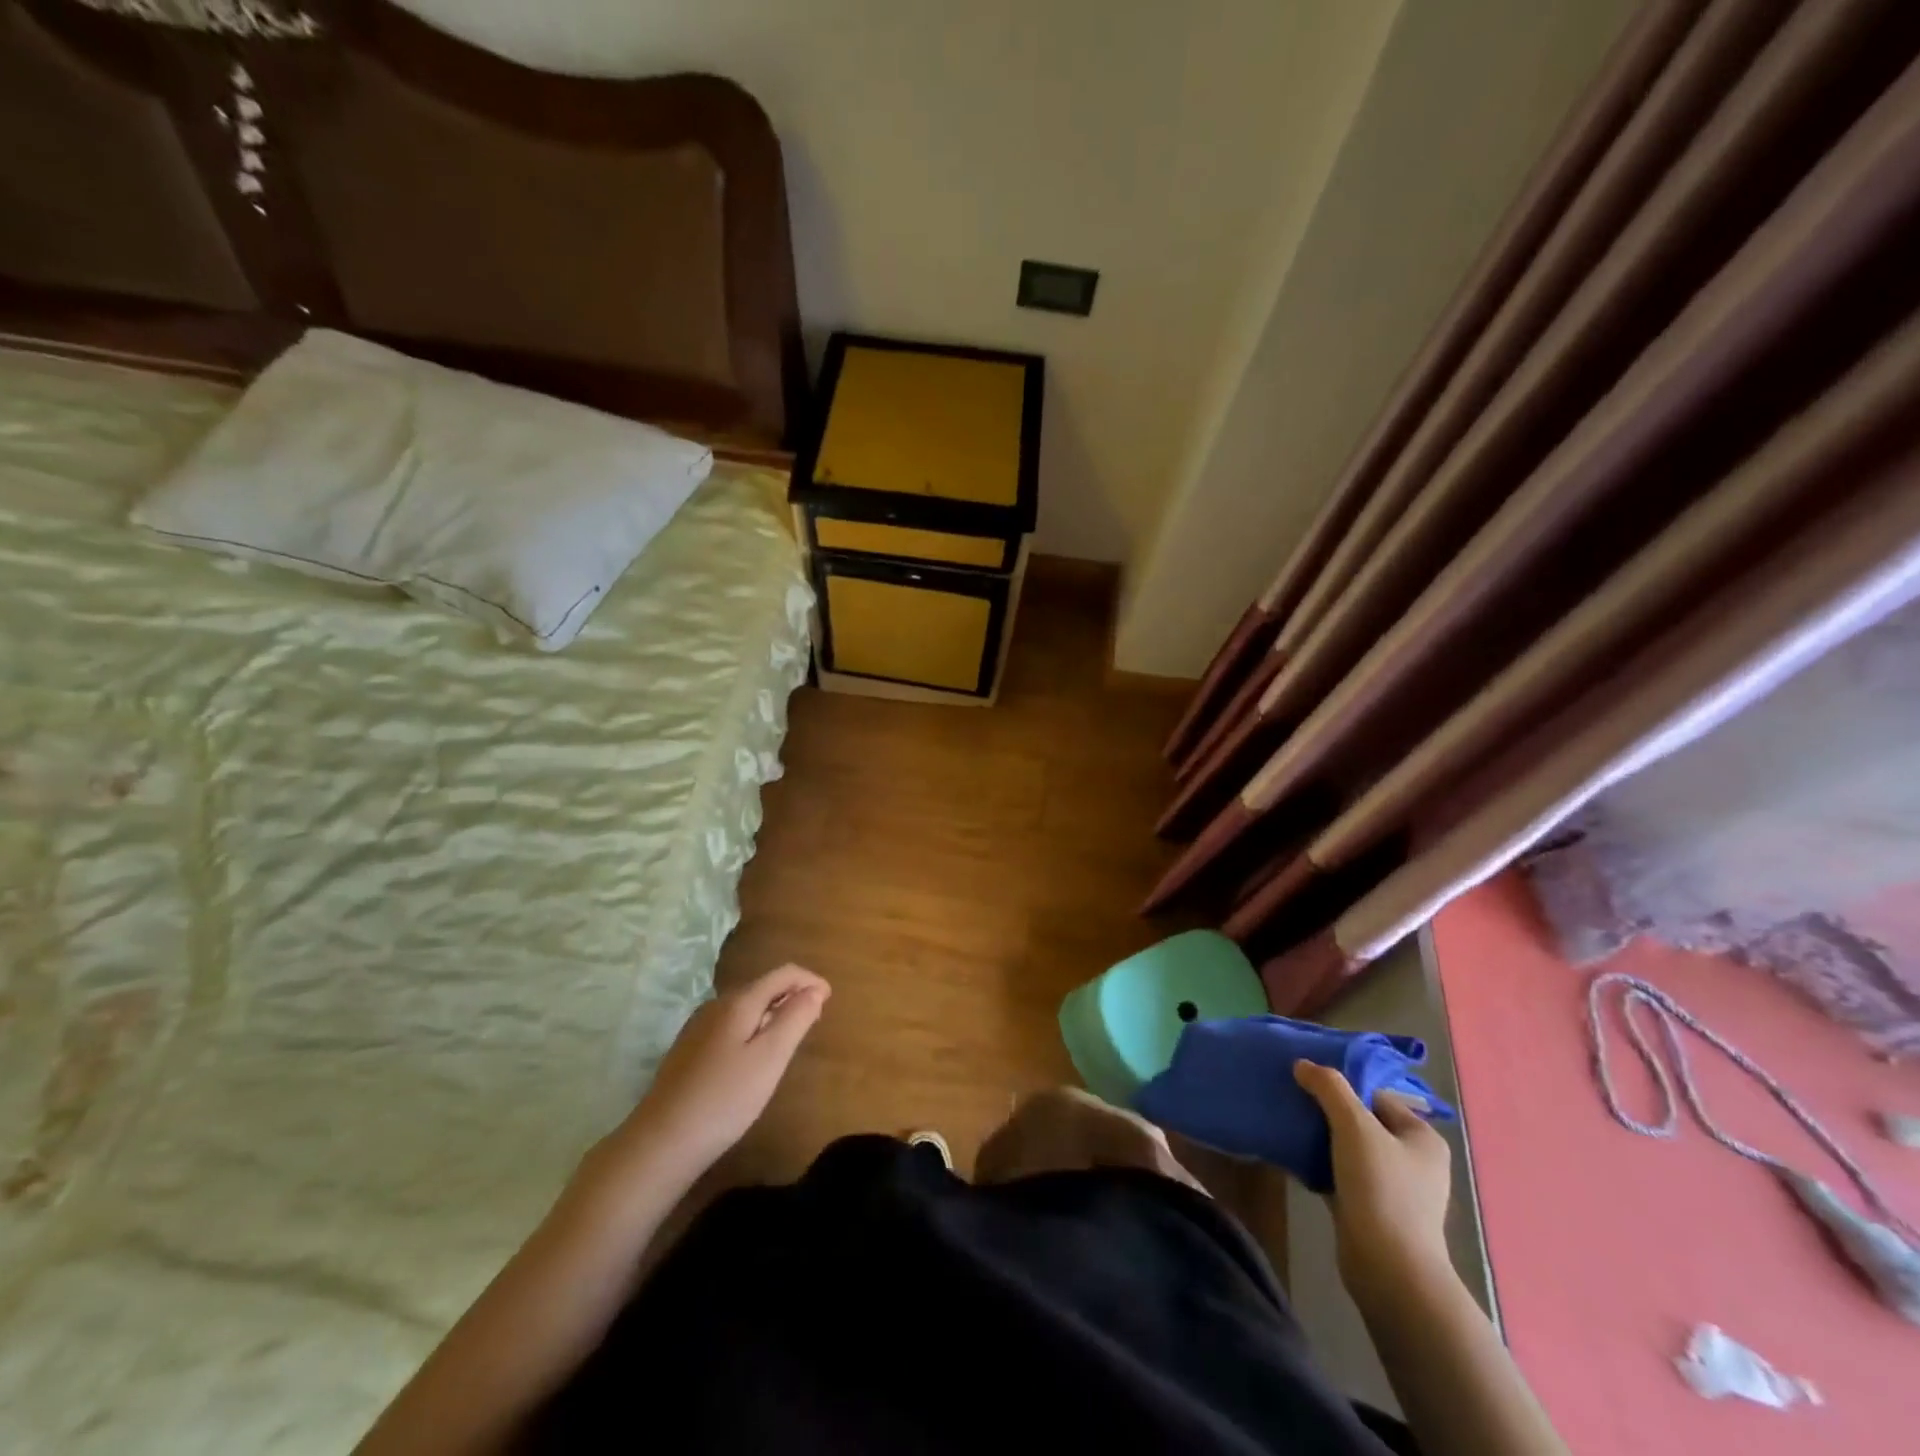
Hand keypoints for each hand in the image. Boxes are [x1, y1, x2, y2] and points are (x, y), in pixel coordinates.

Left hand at [612, 964, 828, 1176]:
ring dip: (773, 1012)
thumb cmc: (724, 1099)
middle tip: (814, 1020)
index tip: (830, 999)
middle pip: (763, 986)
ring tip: (789, 1038)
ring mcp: (698, 1027)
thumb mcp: (770, 1058)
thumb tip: (814, 990)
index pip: (783, 974)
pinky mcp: (688, 1050)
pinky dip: (753, 1028)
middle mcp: (717, 1005)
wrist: (660, 1143)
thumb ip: (795, 1019)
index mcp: (739, 1002)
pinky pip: (731, 1024)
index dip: (810, 980)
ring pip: (746, 1007)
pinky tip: (753, 1058)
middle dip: (792, 995)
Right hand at [1294, 1059, 1451, 1297]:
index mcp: (1421, 1137)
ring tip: (1288, 1125)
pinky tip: (1294, 1158)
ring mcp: (1393, 1188)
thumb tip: (1303, 1064)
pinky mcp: (1371, 1210)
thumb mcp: (1354, 1126)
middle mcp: (1413, 1161)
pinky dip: (1320, 1166)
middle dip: (1327, 1111)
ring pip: (1349, 1149)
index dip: (1342, 1086)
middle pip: (1361, 1121)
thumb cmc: (1381, 1188)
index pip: (1376, 1095)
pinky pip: (1341, 1175)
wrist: (1388, 1269)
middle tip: (1294, 1101)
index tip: (1306, 1081)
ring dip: (1321, 1139)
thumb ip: (1329, 1088)